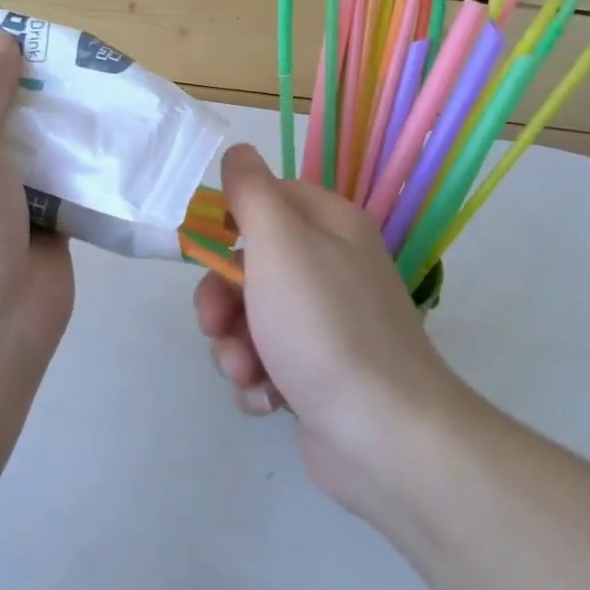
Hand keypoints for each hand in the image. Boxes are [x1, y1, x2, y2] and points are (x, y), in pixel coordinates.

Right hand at [194, 144, 460, 515]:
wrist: (385, 436)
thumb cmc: (324, 326)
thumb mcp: (280, 243)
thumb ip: (252, 192)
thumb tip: (239, 152)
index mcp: (330, 226)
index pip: (268, 199)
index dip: (230, 221)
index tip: (204, 248)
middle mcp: (331, 269)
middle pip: (251, 266)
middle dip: (222, 299)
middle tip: (216, 325)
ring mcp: (326, 326)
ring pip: (252, 320)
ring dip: (235, 348)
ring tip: (248, 374)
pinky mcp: (319, 375)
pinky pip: (268, 364)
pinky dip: (260, 382)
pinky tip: (269, 401)